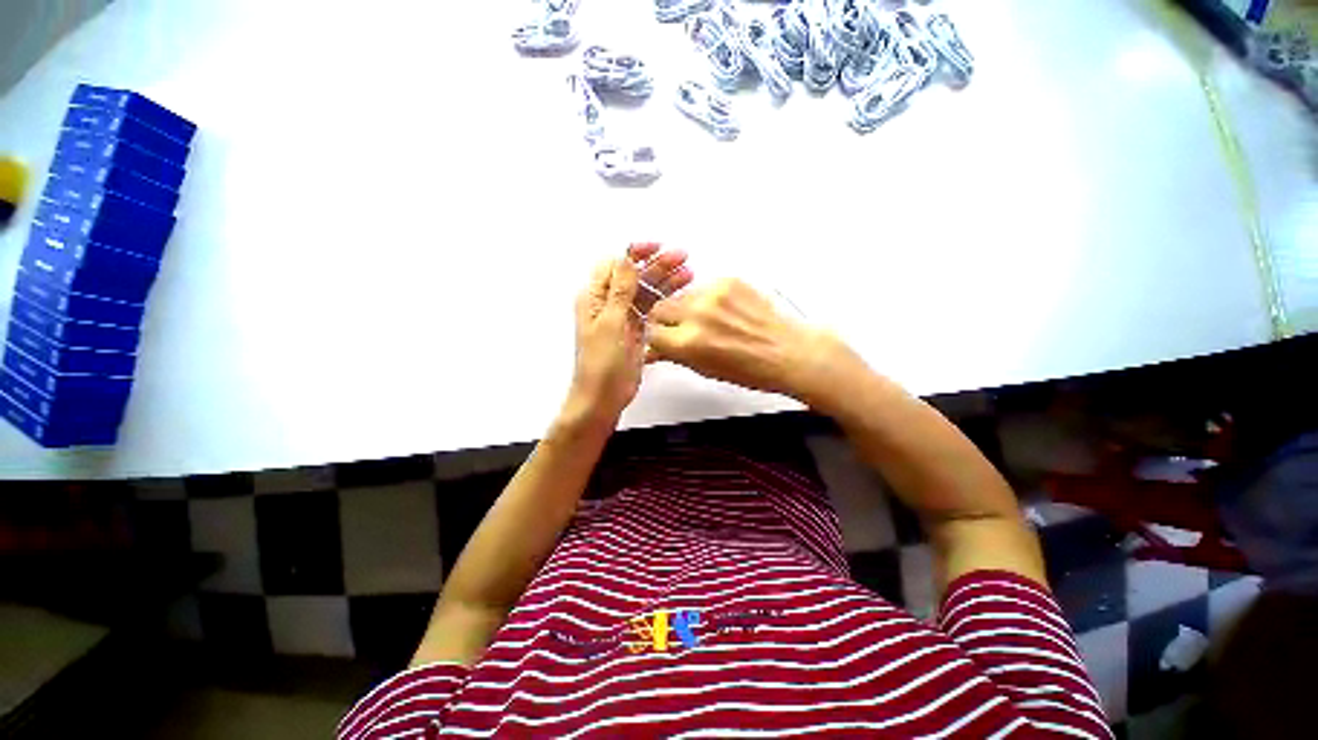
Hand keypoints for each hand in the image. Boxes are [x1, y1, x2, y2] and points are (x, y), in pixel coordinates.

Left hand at [565, 243, 692, 427]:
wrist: (603, 397)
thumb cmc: (600, 365)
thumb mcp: (610, 324)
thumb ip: (619, 291)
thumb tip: (625, 259)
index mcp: (594, 299)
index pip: (615, 264)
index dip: (635, 253)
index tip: (656, 248)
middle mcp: (608, 304)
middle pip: (634, 276)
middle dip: (657, 265)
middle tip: (681, 258)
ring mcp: (623, 317)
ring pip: (646, 291)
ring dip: (665, 281)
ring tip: (688, 273)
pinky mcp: (636, 330)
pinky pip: (652, 309)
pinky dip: (666, 300)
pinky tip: (681, 294)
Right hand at [647, 279, 838, 400]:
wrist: (788, 351)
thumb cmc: (753, 368)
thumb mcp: (706, 369)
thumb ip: (675, 356)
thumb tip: (653, 351)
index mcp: (688, 342)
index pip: (652, 332)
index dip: (657, 338)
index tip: (663, 339)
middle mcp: (698, 314)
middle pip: (660, 308)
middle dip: (666, 321)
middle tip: (681, 329)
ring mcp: (714, 294)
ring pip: (681, 296)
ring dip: (687, 308)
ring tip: (709, 321)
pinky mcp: (728, 280)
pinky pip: (703, 286)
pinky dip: (707, 298)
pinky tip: (723, 312)